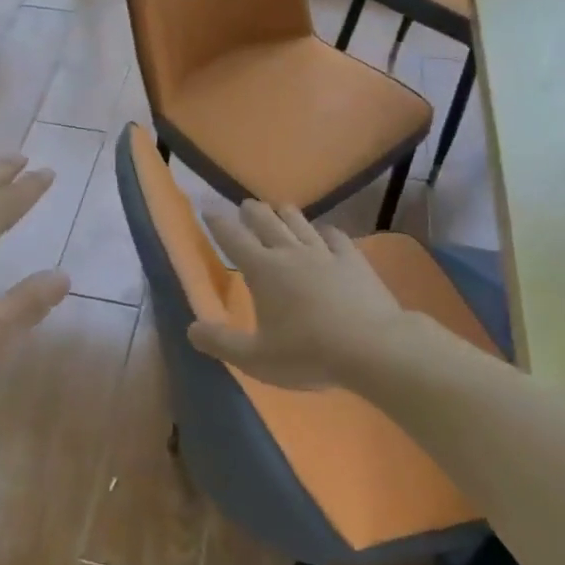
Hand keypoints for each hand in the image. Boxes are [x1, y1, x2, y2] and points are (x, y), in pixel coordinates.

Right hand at [187, 202, 405, 388]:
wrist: (373, 347)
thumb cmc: (309, 353)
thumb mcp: (256, 358)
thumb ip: (221, 343)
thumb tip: (191, 329)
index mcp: (263, 270)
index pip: (233, 238)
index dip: (218, 222)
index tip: (208, 209)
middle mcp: (290, 253)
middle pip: (266, 221)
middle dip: (252, 211)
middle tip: (245, 205)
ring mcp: (325, 253)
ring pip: (299, 222)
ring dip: (285, 213)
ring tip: (279, 208)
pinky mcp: (354, 260)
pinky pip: (335, 236)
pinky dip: (324, 231)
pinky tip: (324, 233)